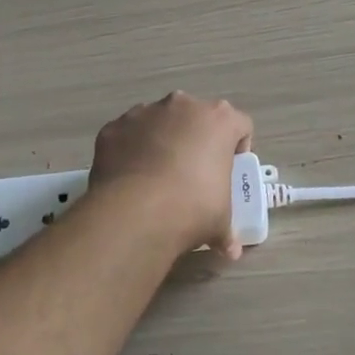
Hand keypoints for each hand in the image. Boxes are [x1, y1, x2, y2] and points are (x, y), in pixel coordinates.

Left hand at [88, 92, 254, 257]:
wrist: (136, 211)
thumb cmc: (193, 207)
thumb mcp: (220, 221)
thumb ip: (227, 229)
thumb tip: (230, 249)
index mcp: (219, 120)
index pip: (240, 125)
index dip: (238, 148)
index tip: (230, 170)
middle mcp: (183, 105)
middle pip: (196, 117)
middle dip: (196, 139)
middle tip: (193, 172)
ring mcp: (144, 112)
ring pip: (159, 122)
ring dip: (161, 141)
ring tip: (156, 177)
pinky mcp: (114, 127)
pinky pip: (128, 135)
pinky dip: (131, 150)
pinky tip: (130, 178)